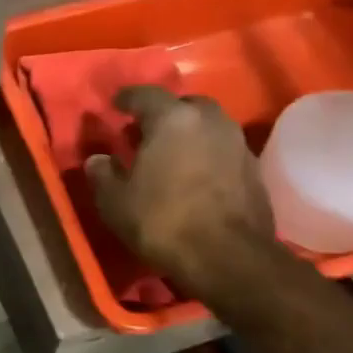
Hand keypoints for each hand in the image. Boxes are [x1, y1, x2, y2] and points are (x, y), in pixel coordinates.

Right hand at [85, 86, 274, 300]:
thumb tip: (98, 159)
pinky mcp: (254, 169)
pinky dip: (206, 155)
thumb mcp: (115, 202)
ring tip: (170, 154)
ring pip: (208, 126)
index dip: (127, 98)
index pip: (146, 95)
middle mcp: (209, 121)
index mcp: (172, 119)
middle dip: (164, 114)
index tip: (115, 105)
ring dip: (189, 134)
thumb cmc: (162, 221)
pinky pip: (223, 150)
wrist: (228, 257)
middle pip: (184, 106)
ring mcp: (237, 143)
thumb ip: (102, 174)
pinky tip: (194, 176)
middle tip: (145, 132)